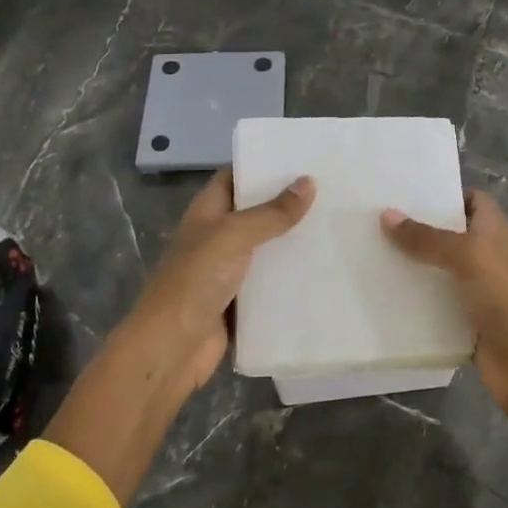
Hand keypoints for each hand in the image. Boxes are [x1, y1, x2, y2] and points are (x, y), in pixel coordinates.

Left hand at [121, 167, 315, 394]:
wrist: (171, 349)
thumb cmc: (195, 281)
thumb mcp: (233, 236)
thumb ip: (271, 212)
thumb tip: (308, 182)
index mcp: (206, 213)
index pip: (234, 178)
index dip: (261, 166)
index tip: (301, 158)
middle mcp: (217, 238)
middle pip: (255, 213)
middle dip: (287, 203)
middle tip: (332, 190)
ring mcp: (228, 272)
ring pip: (266, 249)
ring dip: (293, 241)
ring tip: (336, 225)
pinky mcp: (241, 303)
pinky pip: (271, 284)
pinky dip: (292, 278)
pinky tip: (325, 269)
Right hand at [381, 190, 507, 416]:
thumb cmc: (505, 294)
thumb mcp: (465, 255)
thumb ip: (426, 237)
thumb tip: (386, 215)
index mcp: (494, 230)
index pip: (472, 200)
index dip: (445, 194)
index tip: (405, 192)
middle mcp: (486, 256)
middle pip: (449, 236)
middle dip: (418, 230)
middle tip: (375, 222)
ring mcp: (476, 290)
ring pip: (439, 272)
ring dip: (412, 267)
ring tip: (369, 254)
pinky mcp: (465, 321)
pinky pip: (435, 306)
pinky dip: (414, 302)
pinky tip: (382, 295)